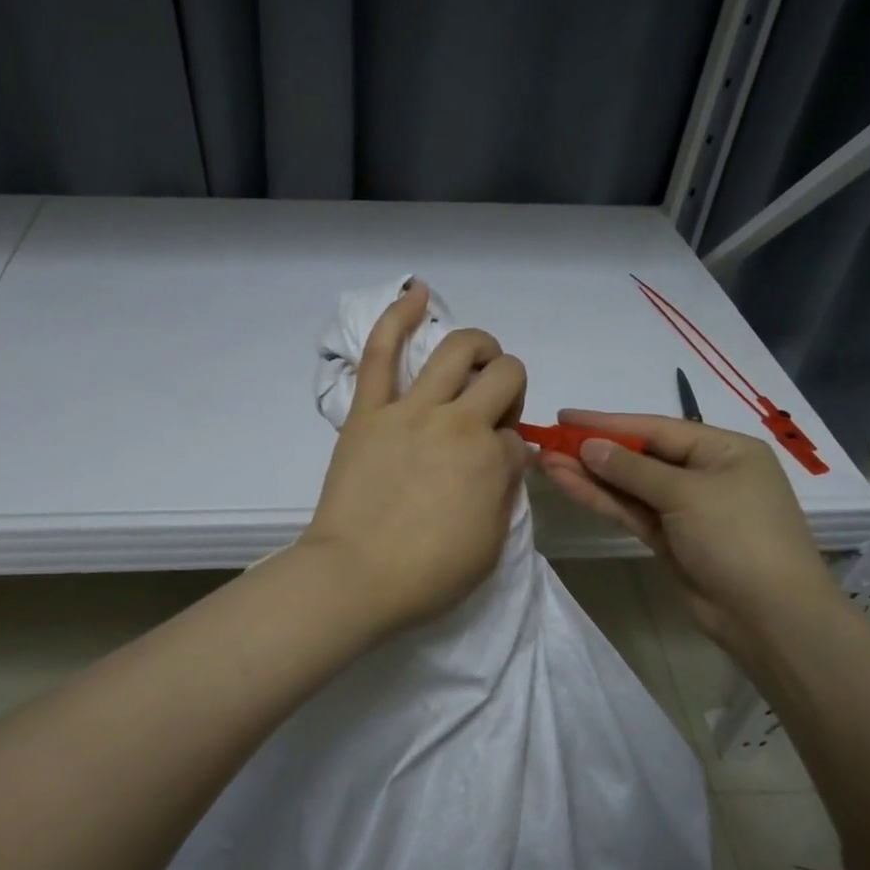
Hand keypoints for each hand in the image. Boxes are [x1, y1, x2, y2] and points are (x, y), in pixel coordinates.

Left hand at [300, 282, 528, 636]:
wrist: (355, 576)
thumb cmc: (427, 574)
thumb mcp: (490, 544)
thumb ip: (505, 491)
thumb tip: (506, 454)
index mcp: (492, 460)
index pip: (514, 434)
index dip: (508, 447)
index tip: (491, 466)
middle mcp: (459, 423)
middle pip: (504, 375)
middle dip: (508, 385)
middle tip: (491, 410)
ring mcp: (410, 410)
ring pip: (456, 349)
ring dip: (478, 346)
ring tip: (476, 357)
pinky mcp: (368, 410)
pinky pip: (382, 352)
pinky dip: (398, 316)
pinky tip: (416, 293)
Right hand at [536, 410, 840, 650]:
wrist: (769, 616)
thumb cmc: (739, 537)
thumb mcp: (687, 494)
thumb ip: (633, 468)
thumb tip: (589, 446)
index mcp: (725, 450)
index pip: (656, 428)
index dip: (608, 422)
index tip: (565, 416)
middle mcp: (705, 473)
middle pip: (640, 455)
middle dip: (593, 449)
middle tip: (547, 441)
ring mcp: (685, 509)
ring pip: (629, 485)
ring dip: (589, 474)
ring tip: (544, 461)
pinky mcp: (669, 539)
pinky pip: (630, 511)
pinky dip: (601, 498)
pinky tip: (568, 483)